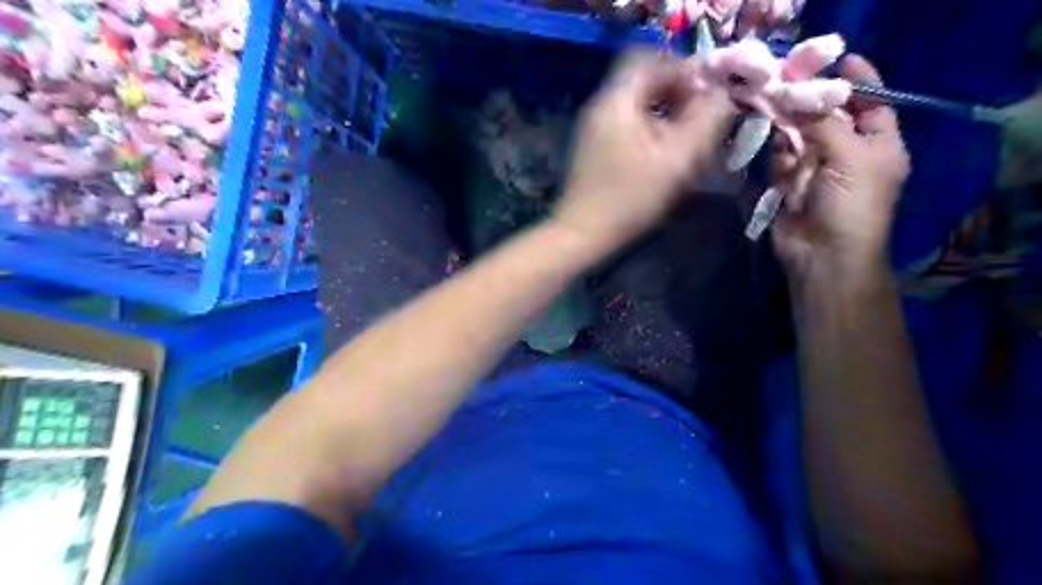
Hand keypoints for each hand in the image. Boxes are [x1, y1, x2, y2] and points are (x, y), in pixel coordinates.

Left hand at [553, 51, 731, 249]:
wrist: (584, 234)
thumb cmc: (630, 197)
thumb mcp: (677, 157)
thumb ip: (707, 118)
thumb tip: (721, 94)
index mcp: (617, 98)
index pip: (655, 60)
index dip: (687, 72)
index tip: (710, 99)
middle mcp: (602, 106)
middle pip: (647, 82)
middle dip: (680, 96)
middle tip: (702, 122)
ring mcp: (595, 129)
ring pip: (639, 107)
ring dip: (668, 117)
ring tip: (688, 144)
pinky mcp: (595, 151)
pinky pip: (630, 127)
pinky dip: (652, 133)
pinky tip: (664, 159)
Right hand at [772, 54, 912, 280]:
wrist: (822, 255)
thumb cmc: (851, 205)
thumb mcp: (850, 157)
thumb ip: (826, 124)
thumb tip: (802, 96)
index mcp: (879, 146)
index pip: (873, 105)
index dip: (859, 83)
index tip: (837, 61)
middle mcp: (848, 155)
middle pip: (830, 119)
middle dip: (812, 103)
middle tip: (790, 81)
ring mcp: (816, 171)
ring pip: (801, 138)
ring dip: (789, 126)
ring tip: (774, 107)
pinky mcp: (789, 186)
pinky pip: (781, 161)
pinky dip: (777, 153)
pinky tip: (773, 145)